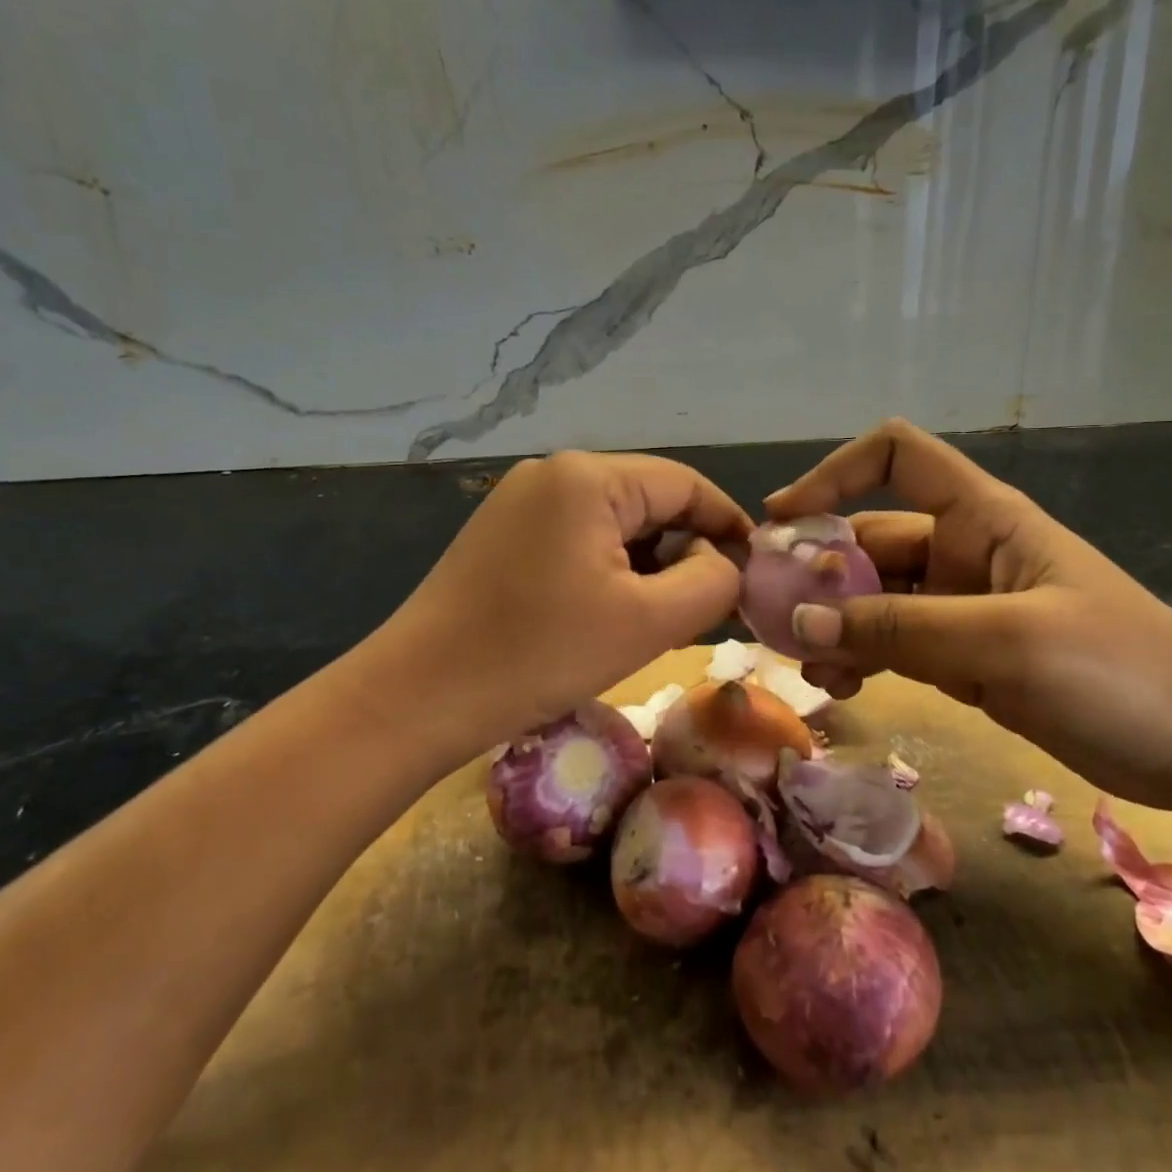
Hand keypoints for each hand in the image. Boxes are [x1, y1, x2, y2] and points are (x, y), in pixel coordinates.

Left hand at [355, 451, 750, 759]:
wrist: (417, 698)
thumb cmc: (540, 654)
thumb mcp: (648, 622)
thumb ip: (712, 582)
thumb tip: (724, 561)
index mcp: (588, 477)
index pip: (685, 484)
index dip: (728, 524)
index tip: (755, 572)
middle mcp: (553, 473)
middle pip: (649, 502)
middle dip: (685, 552)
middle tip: (708, 610)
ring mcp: (521, 503)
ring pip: (614, 525)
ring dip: (648, 568)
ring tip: (662, 621)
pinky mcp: (502, 536)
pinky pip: (578, 541)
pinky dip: (609, 573)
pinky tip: (613, 616)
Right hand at [766, 420, 1171, 822]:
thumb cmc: (1121, 672)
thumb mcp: (1005, 642)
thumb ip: (898, 629)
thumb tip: (799, 623)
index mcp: (981, 517)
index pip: (895, 458)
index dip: (834, 473)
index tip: (784, 519)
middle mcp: (964, 551)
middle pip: (870, 537)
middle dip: (818, 571)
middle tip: (770, 615)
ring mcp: (963, 606)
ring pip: (875, 598)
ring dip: (834, 621)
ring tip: (803, 664)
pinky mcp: (966, 656)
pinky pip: (895, 643)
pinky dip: (862, 657)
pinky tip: (839, 686)